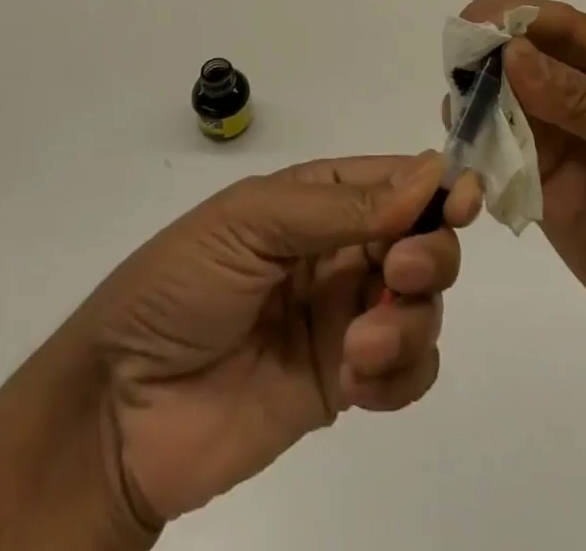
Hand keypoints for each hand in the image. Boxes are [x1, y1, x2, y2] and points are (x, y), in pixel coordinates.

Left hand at [78, 154, 479, 537]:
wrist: (121, 411)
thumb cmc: (180, 286)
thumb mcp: (252, 222)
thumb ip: (341, 207)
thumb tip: (428, 174)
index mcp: (316, 199)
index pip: (394, 180)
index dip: (436, 185)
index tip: (464, 201)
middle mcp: (339, 250)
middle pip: (423, 239)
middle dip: (429, 254)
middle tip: (403, 274)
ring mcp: (345, 316)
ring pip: (423, 305)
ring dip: (410, 321)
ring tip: (360, 347)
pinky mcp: (345, 382)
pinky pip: (408, 369)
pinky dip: (401, 374)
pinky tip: (359, 382)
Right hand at [463, 0, 585, 370]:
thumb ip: (582, 101)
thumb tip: (512, 53)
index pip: (558, 23)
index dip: (516, 14)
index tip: (476, 22)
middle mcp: (577, 89)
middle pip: (520, 49)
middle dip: (487, 47)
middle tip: (459, 64)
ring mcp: (552, 133)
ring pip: (498, 92)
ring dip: (473, 91)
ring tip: (457, 106)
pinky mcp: (531, 177)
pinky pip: (492, 145)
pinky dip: (471, 137)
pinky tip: (459, 139)